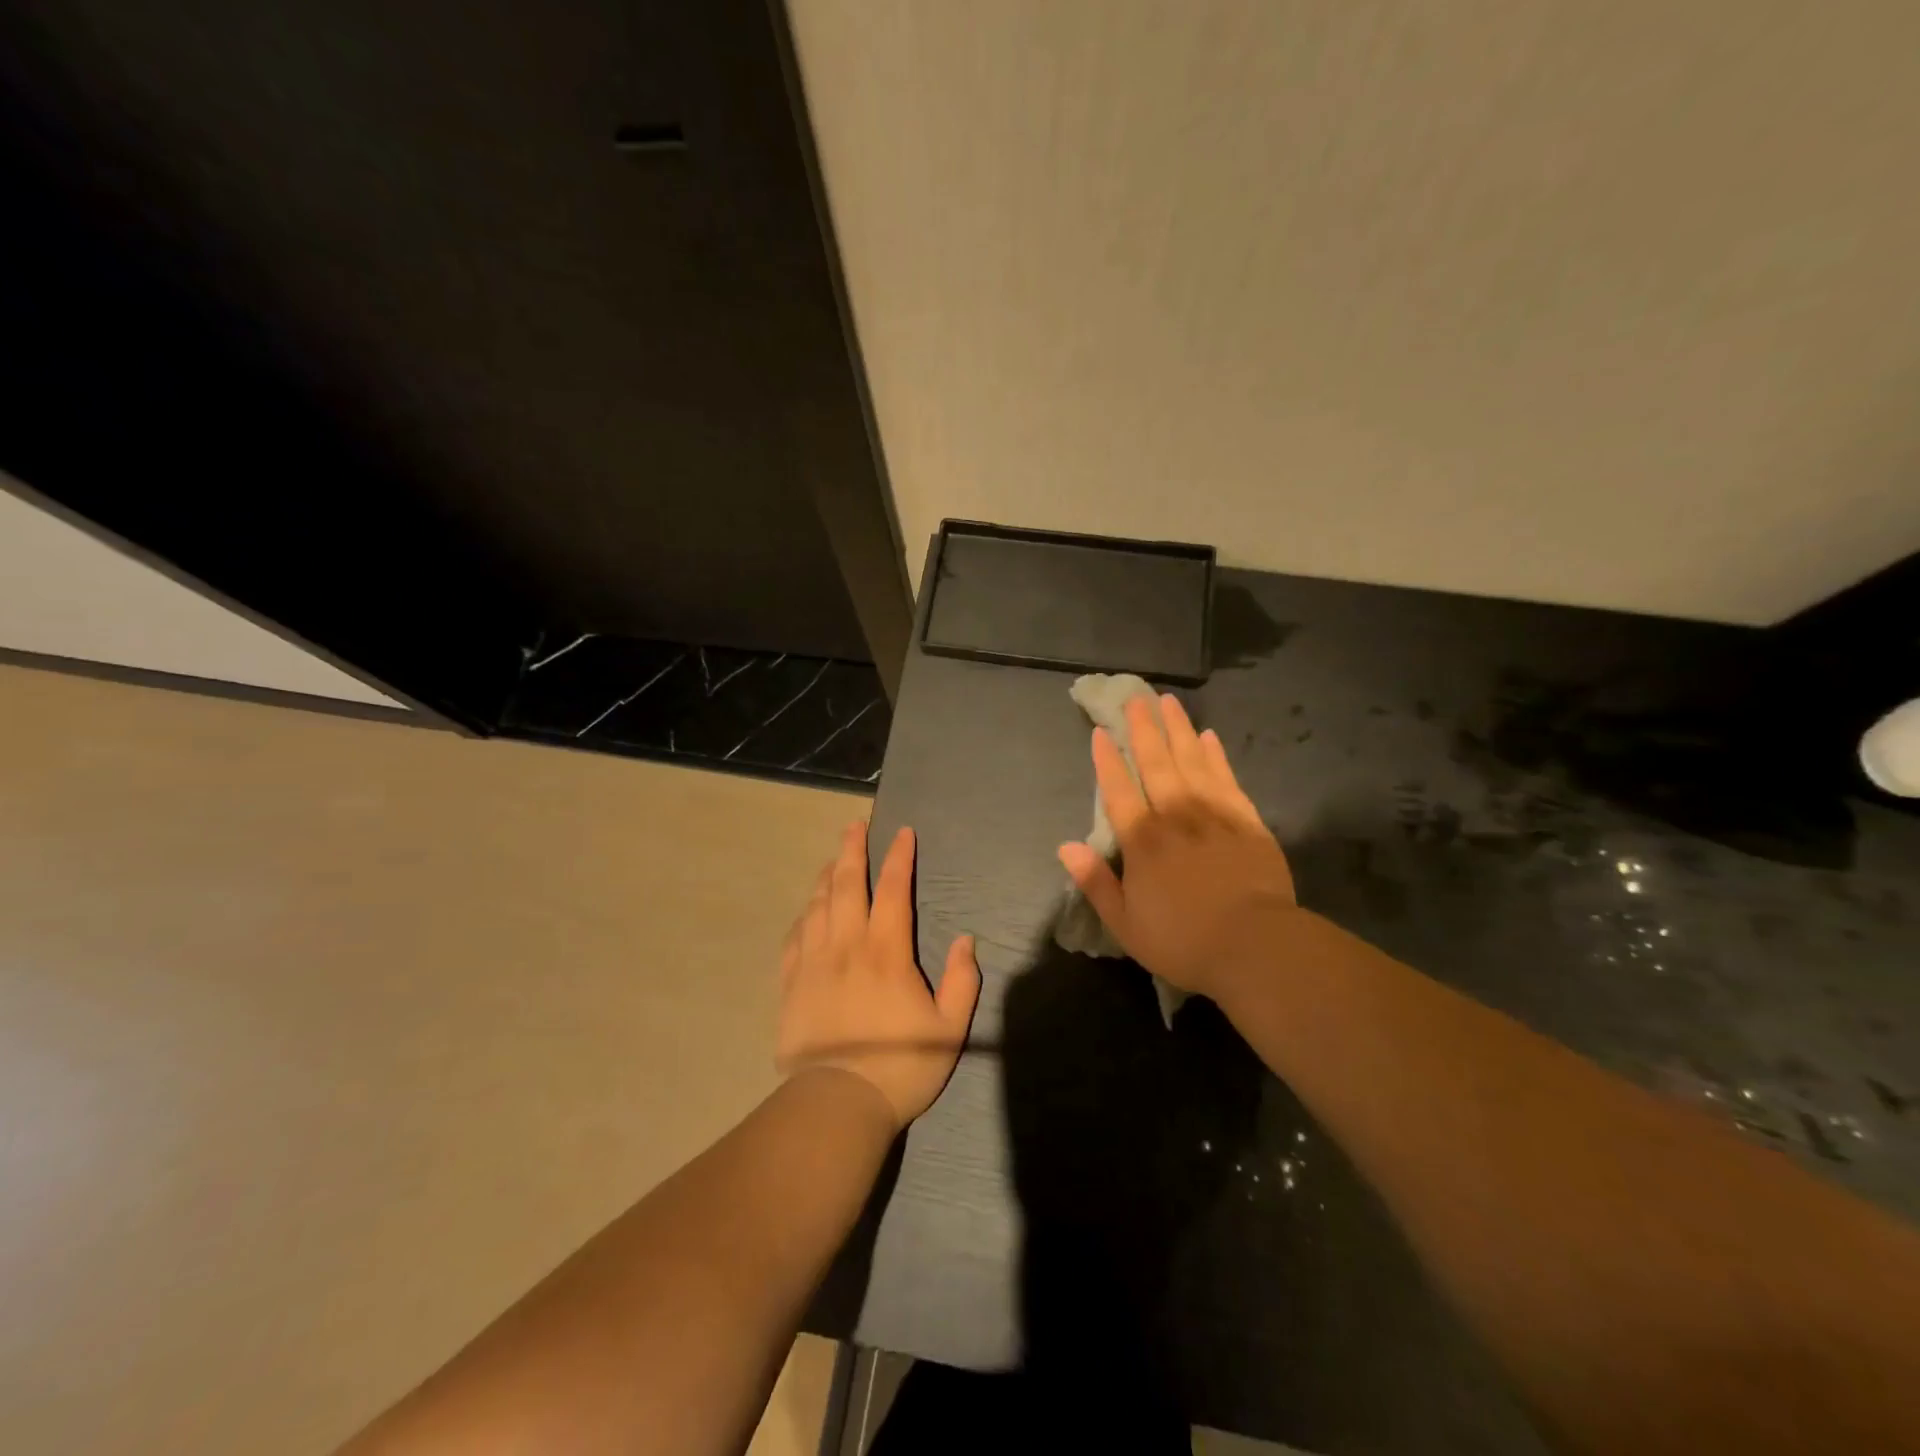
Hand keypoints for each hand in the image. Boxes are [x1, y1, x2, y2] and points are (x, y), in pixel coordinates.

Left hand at [777, 821, 980, 1130]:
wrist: (837, 1104)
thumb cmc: (901, 1066)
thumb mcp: (950, 1029)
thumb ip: (962, 981)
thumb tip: (966, 940)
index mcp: (886, 952)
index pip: (893, 890)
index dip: (899, 858)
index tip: (903, 833)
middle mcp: (847, 946)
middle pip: (846, 885)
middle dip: (852, 850)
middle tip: (854, 825)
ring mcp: (814, 963)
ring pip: (818, 905)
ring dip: (826, 876)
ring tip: (832, 859)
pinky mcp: (792, 984)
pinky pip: (795, 938)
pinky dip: (804, 916)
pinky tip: (808, 910)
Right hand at [1058, 694, 1295, 1002]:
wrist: (1256, 946)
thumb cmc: (1183, 941)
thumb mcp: (1125, 923)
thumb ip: (1095, 882)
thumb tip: (1065, 847)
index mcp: (1141, 840)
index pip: (1118, 789)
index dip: (1108, 759)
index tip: (1101, 732)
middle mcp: (1174, 815)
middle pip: (1155, 762)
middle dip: (1143, 728)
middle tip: (1136, 697)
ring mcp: (1213, 813)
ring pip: (1191, 760)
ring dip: (1177, 729)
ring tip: (1168, 702)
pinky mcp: (1246, 819)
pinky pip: (1226, 777)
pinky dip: (1215, 755)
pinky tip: (1208, 736)